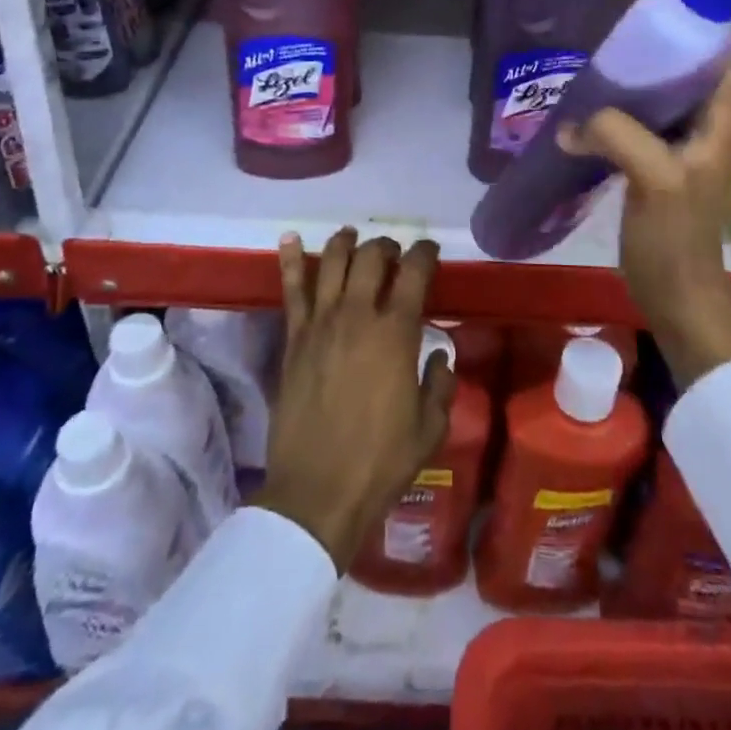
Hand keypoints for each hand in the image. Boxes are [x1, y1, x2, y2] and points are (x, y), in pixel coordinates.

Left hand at [255, 228, 456, 571]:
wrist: (316, 492)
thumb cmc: (380, 462)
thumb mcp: (430, 427)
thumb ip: (441, 383)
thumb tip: (440, 355)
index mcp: (396, 332)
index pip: (414, 272)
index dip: (425, 253)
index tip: (430, 251)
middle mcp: (357, 315)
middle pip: (371, 258)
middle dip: (387, 247)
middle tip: (394, 253)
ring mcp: (320, 323)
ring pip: (331, 262)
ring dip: (345, 242)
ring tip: (352, 237)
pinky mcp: (294, 338)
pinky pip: (290, 289)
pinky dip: (290, 259)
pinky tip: (290, 238)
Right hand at [559, 63, 730, 388]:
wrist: (675, 296)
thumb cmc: (677, 237)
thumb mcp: (655, 177)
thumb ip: (618, 135)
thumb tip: (571, 124)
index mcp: (717, 124)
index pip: (723, 60)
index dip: (703, 31)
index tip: (665, 10)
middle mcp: (702, 130)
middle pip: (685, 76)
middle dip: (656, 53)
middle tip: (616, 36)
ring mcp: (676, 150)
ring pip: (657, 101)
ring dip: (632, 84)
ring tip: (597, 66)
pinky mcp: (651, 168)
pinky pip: (634, 127)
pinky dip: (615, 114)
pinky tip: (585, 110)